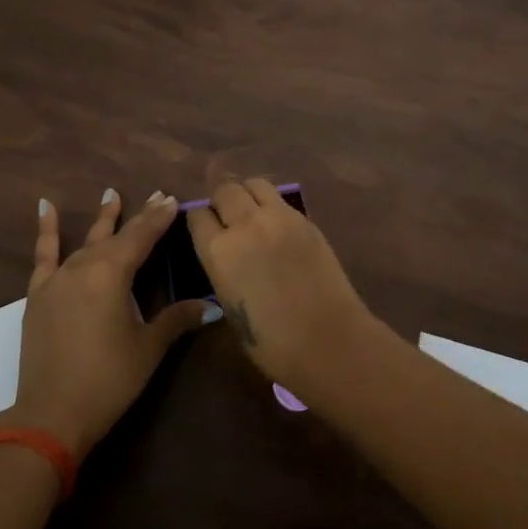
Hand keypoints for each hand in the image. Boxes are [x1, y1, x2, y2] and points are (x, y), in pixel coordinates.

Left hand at [8, 189, 216, 458]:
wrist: (51, 415)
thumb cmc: (108, 379)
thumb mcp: (148, 348)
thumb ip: (177, 319)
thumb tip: (213, 305)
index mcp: (113, 273)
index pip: (143, 237)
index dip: (159, 218)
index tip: (173, 199)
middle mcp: (85, 266)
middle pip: (117, 235)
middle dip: (139, 216)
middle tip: (156, 195)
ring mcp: (58, 278)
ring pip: (86, 241)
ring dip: (102, 218)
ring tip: (111, 193)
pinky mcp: (39, 294)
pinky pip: (43, 255)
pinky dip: (46, 230)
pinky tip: (44, 206)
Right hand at [185, 178, 373, 392]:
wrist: (329, 341)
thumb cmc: (273, 344)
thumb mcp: (230, 309)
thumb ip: (223, 272)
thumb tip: (225, 258)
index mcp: (219, 252)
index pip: (198, 216)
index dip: (199, 221)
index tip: (203, 230)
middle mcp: (245, 225)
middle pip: (225, 190)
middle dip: (221, 202)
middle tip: (227, 220)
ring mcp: (279, 217)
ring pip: (255, 184)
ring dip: (248, 195)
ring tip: (252, 214)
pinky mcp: (306, 219)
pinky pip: (281, 200)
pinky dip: (273, 206)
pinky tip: (277, 228)